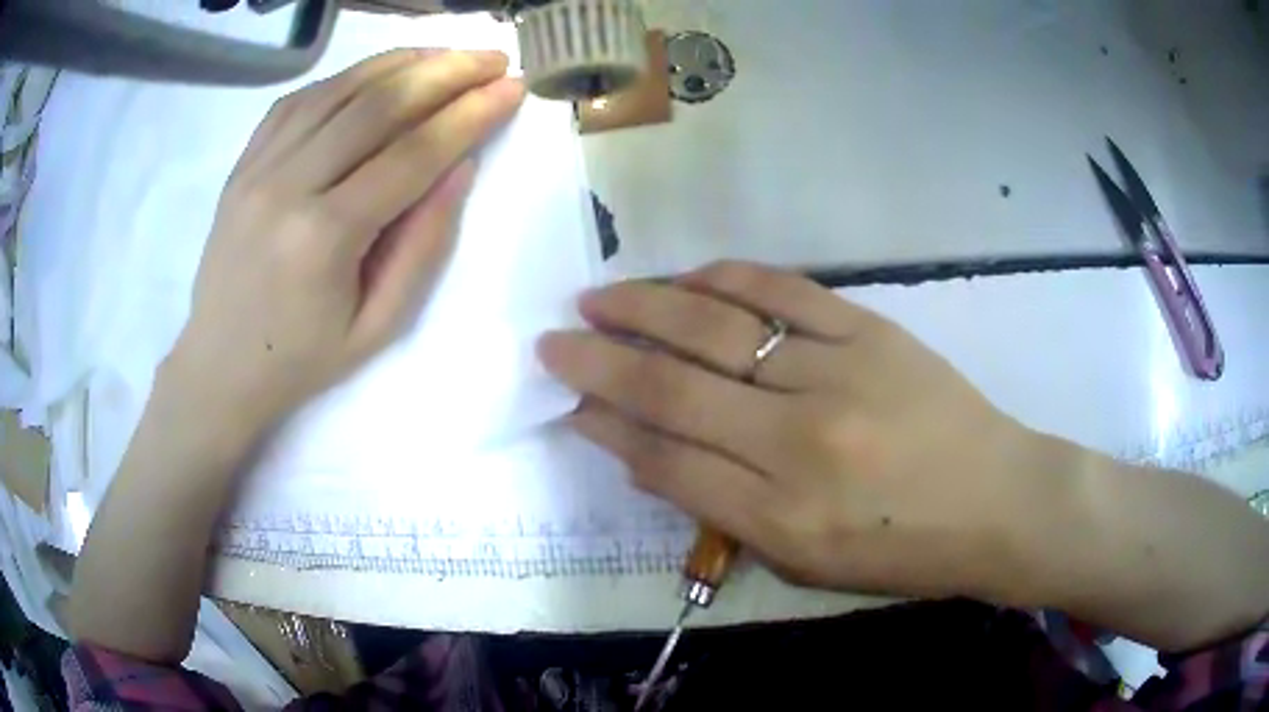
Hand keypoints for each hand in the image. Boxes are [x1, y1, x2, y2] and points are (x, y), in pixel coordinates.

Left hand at [171, 49, 524, 431]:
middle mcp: (287, 185)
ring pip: (340, 88)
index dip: (470, 114)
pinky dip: (348, 77)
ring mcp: (258, 166)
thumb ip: (423, 245)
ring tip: (447, 54)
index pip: (412, 153)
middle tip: (492, 57)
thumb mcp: (378, 326)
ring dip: (402, 62)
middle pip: (378, 104)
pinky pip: (301, 99)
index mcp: (324, 237)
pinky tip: (380, 73)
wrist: (219, 366)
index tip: (513, 88)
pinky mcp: (244, 161)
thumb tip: (460, 167)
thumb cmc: (301, 360)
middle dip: (446, 72)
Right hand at [537, 261, 1043, 599]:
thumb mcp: (806, 564)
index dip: (604, 428)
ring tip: (598, 299)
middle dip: (597, 363)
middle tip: (552, 341)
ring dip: (644, 308)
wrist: (997, 501)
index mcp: (781, 519)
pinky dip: (723, 279)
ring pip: (716, 328)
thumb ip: (723, 513)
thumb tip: (644, 456)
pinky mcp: (870, 330)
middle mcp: (797, 443)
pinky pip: (781, 291)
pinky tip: (685, 278)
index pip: (665, 462)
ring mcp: (836, 374)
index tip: (568, 403)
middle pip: (671, 389)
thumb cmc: (904, 551)